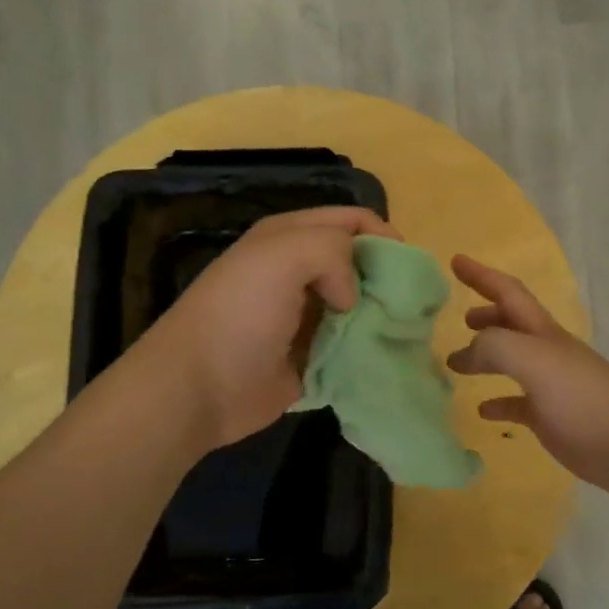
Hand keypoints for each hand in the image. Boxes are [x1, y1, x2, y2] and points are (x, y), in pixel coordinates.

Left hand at [137, 207, 398, 450]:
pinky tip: (387, 357)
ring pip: (360, 308)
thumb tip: (352, 294)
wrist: (199, 387)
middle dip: (387, 278)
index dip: (382, 235)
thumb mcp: (284, 254)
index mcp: (289, 238)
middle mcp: (298, 273)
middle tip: (410, 302)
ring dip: (382, 317)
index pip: (350, 221)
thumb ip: (333, 250)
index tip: (406, 265)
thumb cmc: (240, 313)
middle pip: (359, 264)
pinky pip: (351, 349)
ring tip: (405, 332)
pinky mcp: (310, 359)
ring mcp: (304, 318)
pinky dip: (369, 351)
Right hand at [447, 255, 608, 497]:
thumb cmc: (580, 396)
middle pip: (512, 324)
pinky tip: (482, 411)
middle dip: (487, 315)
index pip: (508, 292)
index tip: (455, 261)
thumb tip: (464, 354)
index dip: (481, 275)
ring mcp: (550, 385)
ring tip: (455, 364)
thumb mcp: (531, 359)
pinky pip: (517, 404)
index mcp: (542, 331)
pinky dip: (498, 402)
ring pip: (512, 362)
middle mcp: (546, 352)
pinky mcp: (551, 418)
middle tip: (459, 317)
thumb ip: (493, 347)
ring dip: (486, 357)